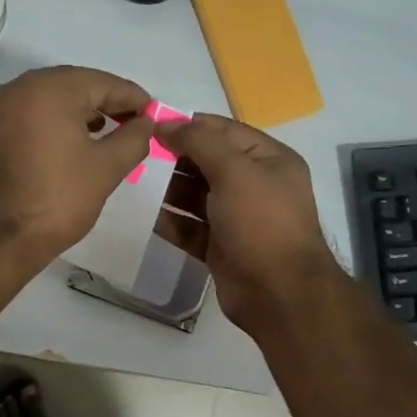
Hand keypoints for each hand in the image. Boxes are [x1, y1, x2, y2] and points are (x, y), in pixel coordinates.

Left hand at [0, 65, 153, 266]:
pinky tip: (72, 144)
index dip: (133, 98)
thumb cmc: (56, 200)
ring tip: (108, 135)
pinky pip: (31, 116)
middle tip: (134, 123)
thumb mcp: (106, 169)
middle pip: (74, 85)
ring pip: (50, 100)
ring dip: (81, 113)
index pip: (103, 82)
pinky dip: (55, 123)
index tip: (154, 114)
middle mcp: (19, 88)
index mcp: (49, 89)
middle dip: (106, 103)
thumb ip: (133, 138)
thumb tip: (145, 122)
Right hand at [156, 113, 337, 332]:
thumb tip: (166, 123)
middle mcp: (256, 186)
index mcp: (269, 160)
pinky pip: (192, 228)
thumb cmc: (261, 223)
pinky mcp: (222, 247)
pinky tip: (150, 217)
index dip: (190, 125)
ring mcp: (239, 219)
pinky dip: (173, 222)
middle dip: (177, 157)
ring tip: (138, 182)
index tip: (152, 123)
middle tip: (139, 154)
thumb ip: (200, 142)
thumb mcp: (234, 171)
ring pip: (198, 196)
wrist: (278, 293)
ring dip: (171, 189)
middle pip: (209, 162)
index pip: (225, 131)